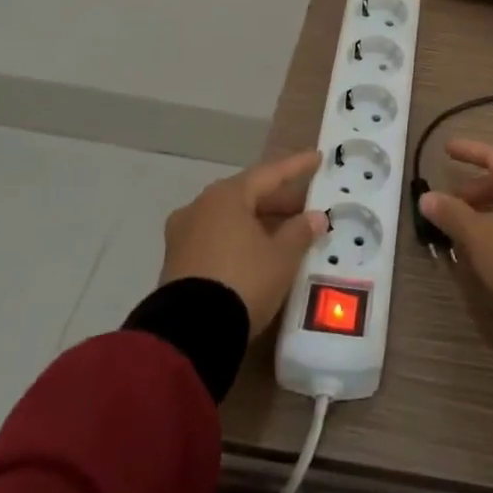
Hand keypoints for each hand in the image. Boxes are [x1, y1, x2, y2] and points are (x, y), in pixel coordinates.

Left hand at [159, 150, 329, 333]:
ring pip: (230, 218)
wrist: (189, 335)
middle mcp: (200, 207)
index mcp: (226, 196)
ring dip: (258, 222)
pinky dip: (239, 239)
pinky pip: (216, 239)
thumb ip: (300, 231)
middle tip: (305, 206)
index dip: (296, 167)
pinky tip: (257, 253)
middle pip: (247, 195)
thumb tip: (315, 216)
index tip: (317, 158)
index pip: (269, 173)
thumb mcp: (282, 257)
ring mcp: (183, 235)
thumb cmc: (243, 281)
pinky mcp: (176, 263)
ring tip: (285, 232)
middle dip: (277, 200)